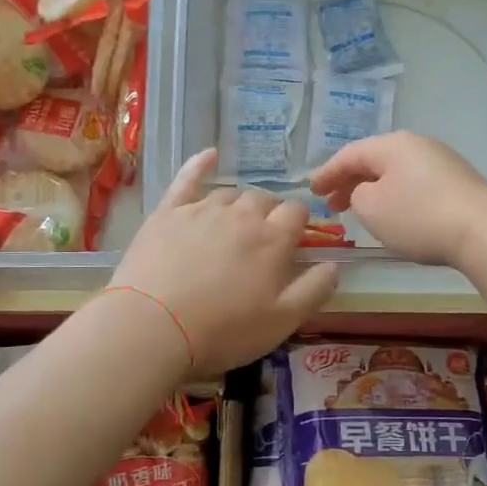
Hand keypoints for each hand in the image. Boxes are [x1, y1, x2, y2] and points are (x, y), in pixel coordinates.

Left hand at [110, 148, 339, 373]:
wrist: (152, 327)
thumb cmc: (223, 330)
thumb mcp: (282, 321)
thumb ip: (315, 290)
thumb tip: (334, 264)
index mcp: (273, 238)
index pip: (297, 212)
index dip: (299, 224)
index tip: (293, 242)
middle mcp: (241, 214)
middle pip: (264, 199)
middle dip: (269, 214)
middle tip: (260, 243)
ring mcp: (202, 209)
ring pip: (230, 194)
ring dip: (238, 205)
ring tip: (233, 227)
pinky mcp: (168, 213)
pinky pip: (188, 179)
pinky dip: (200, 164)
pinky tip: (209, 155)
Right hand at [308, 131, 486, 268]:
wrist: (483, 231)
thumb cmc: (419, 217)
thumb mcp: (372, 208)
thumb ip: (357, 195)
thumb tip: (366, 192)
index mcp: (392, 144)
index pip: (349, 154)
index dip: (326, 173)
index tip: (311, 191)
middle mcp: (417, 144)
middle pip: (374, 160)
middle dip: (349, 182)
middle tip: (332, 205)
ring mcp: (442, 161)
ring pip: (395, 172)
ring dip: (373, 190)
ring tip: (360, 211)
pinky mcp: (458, 182)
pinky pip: (415, 184)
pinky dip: (396, 196)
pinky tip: (394, 214)